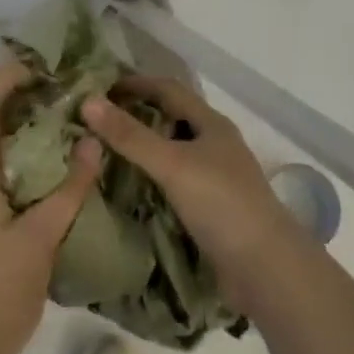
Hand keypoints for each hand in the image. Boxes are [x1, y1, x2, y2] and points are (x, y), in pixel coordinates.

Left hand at [0, 62, 99, 353]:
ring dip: (25, 137)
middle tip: (70, 99)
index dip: (8, 75)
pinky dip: (19, 166)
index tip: (46, 66)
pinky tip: (52, 181)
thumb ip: (69, 190)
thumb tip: (92, 142)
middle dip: (25, 103)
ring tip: (70, 135)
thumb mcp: (41, 240)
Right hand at [80, 77, 295, 307]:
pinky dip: (148, 179)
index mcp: (211, 124)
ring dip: (140, 149)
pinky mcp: (209, 208)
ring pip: (170, 152)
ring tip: (101, 152)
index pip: (167, 89)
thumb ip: (130, 136)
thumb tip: (88, 101)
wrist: (266, 268)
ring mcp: (213, 177)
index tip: (98, 89)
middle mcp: (213, 145)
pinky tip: (126, 188)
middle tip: (93, 122)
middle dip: (134, 116)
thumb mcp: (172, 164)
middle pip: (169, 119)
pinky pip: (171, 182)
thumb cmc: (222, 204)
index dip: (134, 84)